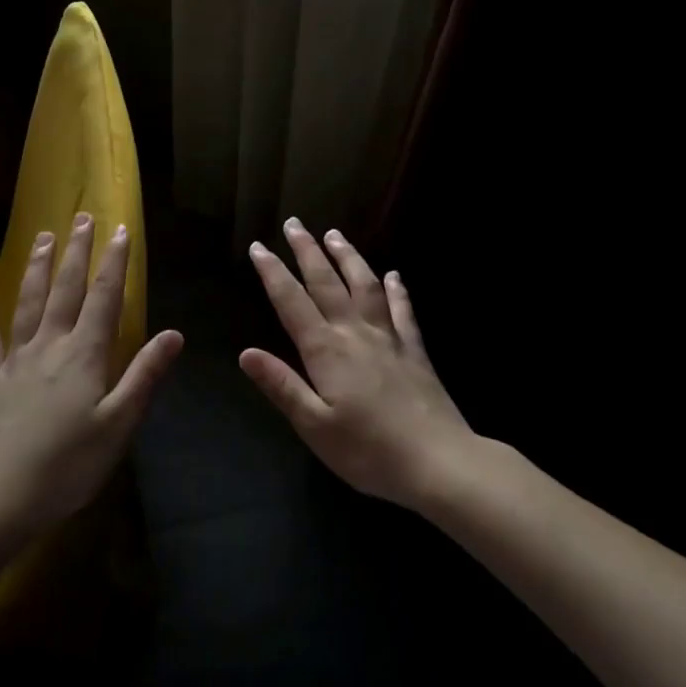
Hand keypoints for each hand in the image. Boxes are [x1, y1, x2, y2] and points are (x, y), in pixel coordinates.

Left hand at [0, 213, 181, 536]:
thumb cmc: (67, 466)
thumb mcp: (118, 424)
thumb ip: (144, 376)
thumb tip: (174, 334)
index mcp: (84, 355)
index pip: (104, 297)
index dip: (114, 262)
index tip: (120, 230)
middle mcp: (49, 346)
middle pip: (65, 289)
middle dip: (76, 252)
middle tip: (81, 217)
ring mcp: (14, 361)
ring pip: (27, 303)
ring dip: (37, 268)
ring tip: (42, 237)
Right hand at [241, 220, 474, 509]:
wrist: (439, 462)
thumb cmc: (369, 452)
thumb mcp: (314, 427)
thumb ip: (282, 386)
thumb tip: (245, 352)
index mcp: (326, 351)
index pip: (292, 302)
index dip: (273, 273)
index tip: (258, 246)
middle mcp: (355, 333)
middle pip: (327, 283)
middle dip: (307, 251)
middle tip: (294, 223)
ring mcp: (389, 338)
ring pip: (365, 286)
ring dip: (348, 257)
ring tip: (335, 234)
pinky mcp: (415, 351)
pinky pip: (404, 311)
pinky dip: (397, 289)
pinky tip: (394, 275)